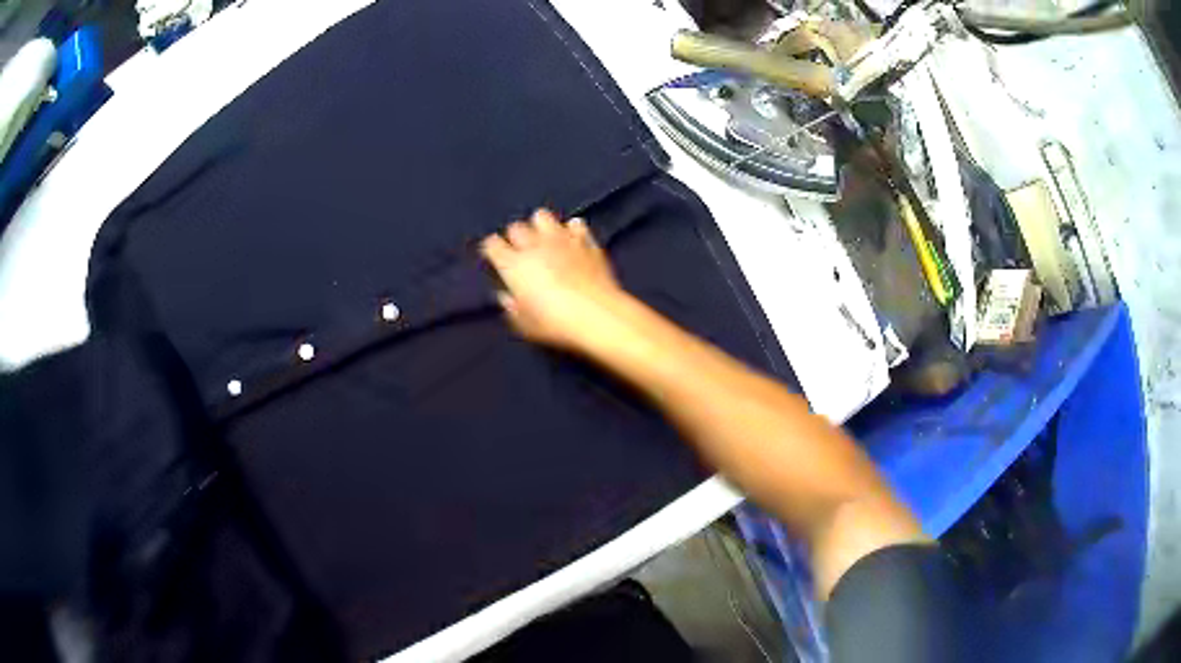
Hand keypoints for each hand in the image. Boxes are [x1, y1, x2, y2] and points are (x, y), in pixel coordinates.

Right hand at [481, 209, 626, 351]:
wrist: (597, 315)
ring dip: (540, 225)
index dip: (491, 248)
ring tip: (544, 238)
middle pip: (516, 228)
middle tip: (519, 249)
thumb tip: (506, 296)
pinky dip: (572, 230)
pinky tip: (573, 239)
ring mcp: (562, 239)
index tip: (493, 255)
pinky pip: (576, 225)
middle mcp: (534, 246)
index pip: (492, 244)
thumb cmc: (554, 323)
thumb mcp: (524, 324)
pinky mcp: (586, 241)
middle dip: (514, 236)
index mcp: (514, 265)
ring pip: (543, 216)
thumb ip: (511, 308)